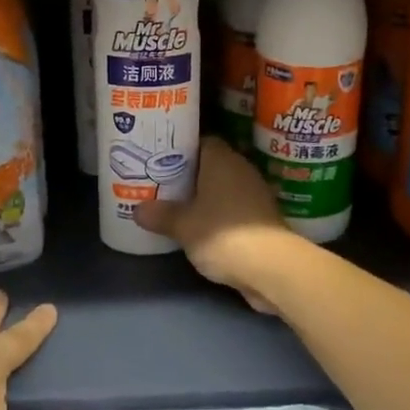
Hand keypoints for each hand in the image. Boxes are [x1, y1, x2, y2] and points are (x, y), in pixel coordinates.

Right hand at [133, 136, 295, 310]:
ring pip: (222, 187)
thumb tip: (138, 210)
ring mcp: (255, 194)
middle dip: (188, 174)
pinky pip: (232, 206)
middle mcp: (241, 170)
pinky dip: (217, 213)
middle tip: (162, 183)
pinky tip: (199, 225)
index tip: (160, 159)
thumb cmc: (222, 234)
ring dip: (203, 195)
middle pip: (210, 164)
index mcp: (222, 160)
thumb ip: (160, 215)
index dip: (180, 149)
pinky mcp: (262, 217)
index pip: (200, 142)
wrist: (271, 268)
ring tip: (176, 204)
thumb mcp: (182, 225)